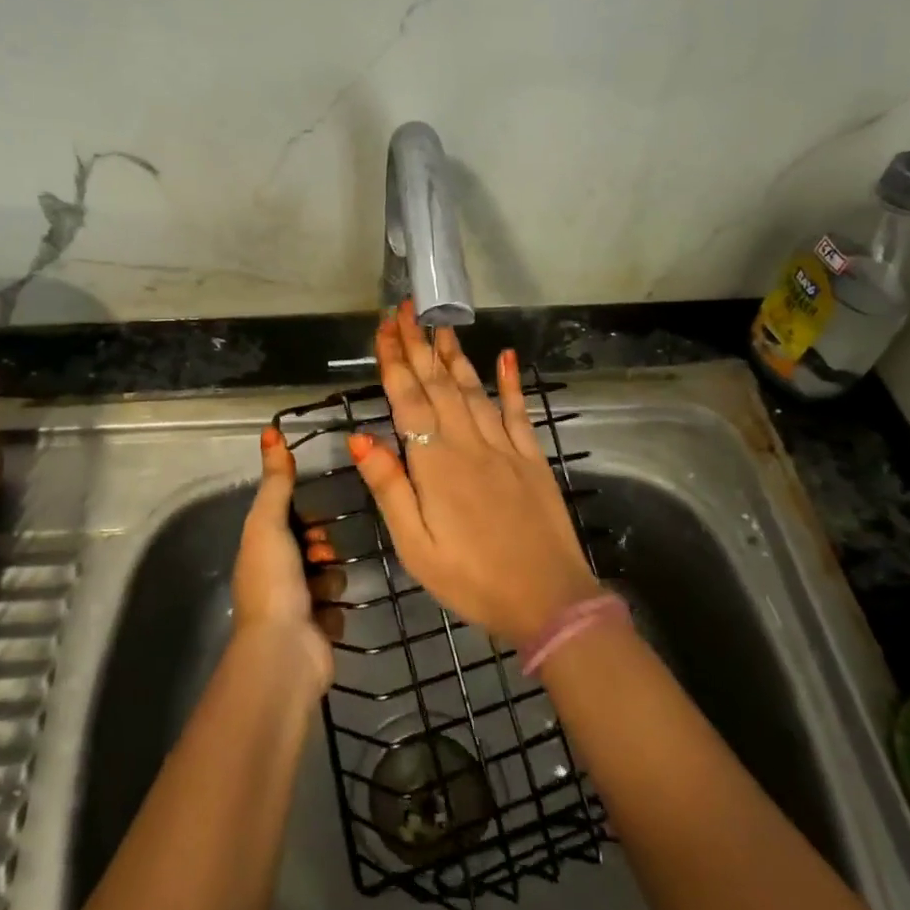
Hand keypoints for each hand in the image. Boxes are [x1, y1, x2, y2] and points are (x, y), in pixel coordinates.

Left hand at [233, 425, 340, 691]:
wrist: (284, 651)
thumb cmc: (273, 580)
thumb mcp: (269, 522)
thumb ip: (276, 480)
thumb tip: (270, 431)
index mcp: (259, 551)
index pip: (287, 522)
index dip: (303, 518)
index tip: (313, 520)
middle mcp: (275, 577)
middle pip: (311, 548)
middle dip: (322, 548)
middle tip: (321, 554)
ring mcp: (296, 606)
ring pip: (328, 575)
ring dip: (330, 578)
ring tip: (324, 588)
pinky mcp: (317, 630)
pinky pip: (336, 606)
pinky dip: (333, 608)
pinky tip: (326, 615)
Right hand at [348, 303, 600, 645]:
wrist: (549, 600)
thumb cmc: (472, 580)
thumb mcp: (416, 547)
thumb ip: (390, 489)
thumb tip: (361, 438)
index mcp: (435, 465)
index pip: (408, 401)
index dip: (394, 362)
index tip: (384, 329)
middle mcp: (469, 444)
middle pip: (438, 384)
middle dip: (418, 345)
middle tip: (405, 309)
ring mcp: (505, 447)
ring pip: (473, 389)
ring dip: (454, 354)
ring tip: (439, 324)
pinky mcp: (531, 457)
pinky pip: (518, 410)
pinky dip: (510, 382)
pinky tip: (506, 356)